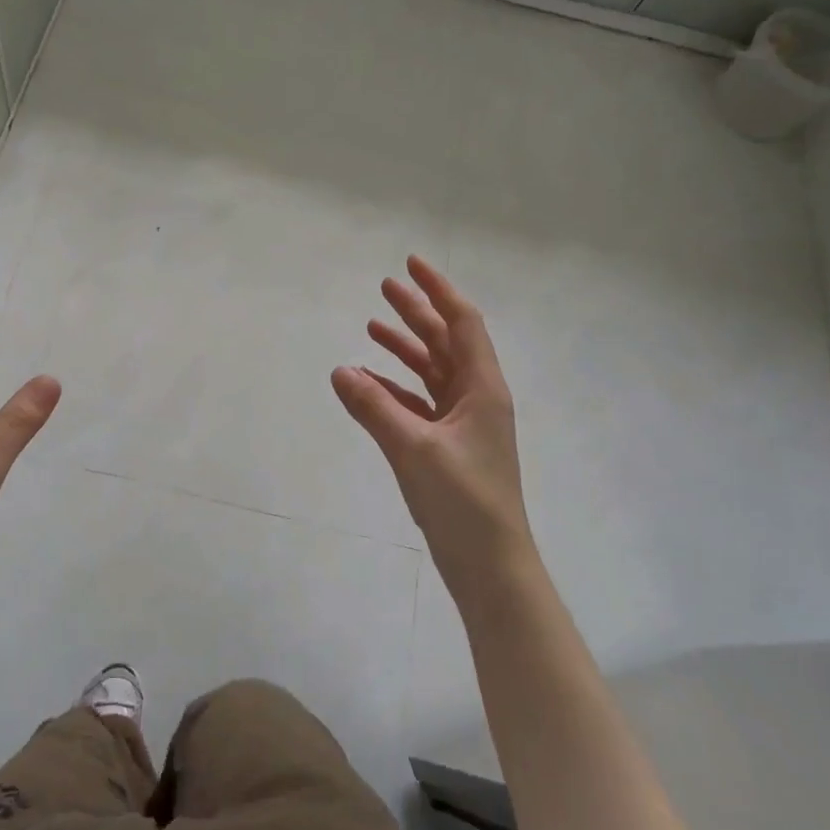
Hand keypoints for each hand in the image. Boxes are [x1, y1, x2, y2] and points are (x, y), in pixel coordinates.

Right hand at [332, 256, 535, 599]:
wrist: (490, 565)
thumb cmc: (463, 500)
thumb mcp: (413, 448)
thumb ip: (374, 406)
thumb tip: (340, 369)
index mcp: (482, 388)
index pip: (462, 322)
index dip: (438, 290)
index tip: (411, 264)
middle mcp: (476, 397)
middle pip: (446, 342)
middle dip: (417, 313)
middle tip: (384, 287)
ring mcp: (463, 424)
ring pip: (432, 372)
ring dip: (405, 349)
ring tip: (373, 328)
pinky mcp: (448, 447)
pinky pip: (419, 404)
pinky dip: (396, 389)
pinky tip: (369, 383)